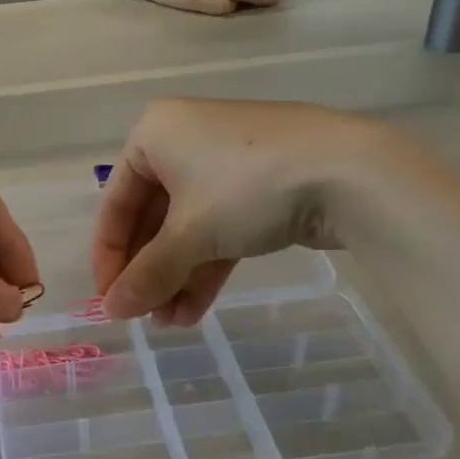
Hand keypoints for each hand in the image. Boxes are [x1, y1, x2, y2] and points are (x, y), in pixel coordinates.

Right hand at [90, 99, 395, 325]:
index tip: (109, 300)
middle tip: (143, 316)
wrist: (350, 171)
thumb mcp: (190, 234)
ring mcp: (225, 162)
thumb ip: (147, 275)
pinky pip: (219, 227)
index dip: (109, 257)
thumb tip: (111, 311)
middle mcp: (184, 141)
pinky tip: (196, 309)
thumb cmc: (247, 188)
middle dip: (149, 272)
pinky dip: (206, 266)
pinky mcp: (260, 185)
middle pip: (151, 218)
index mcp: (154, 134)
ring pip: (187, 227)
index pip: (116, 203)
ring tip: (171, 324)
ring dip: (175, 277)